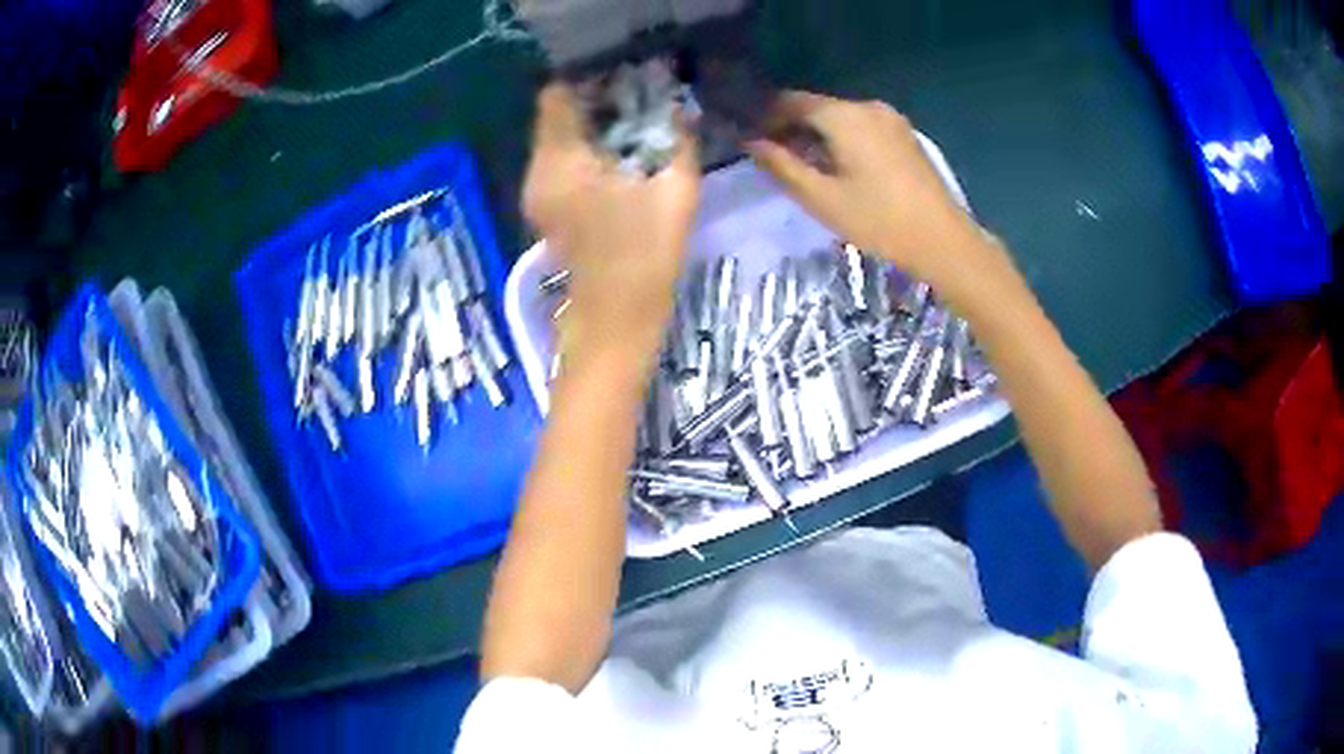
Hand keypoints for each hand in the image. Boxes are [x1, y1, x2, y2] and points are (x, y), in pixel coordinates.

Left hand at [523, 85, 699, 368]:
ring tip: (639, 125)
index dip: (591, 79)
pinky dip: (589, 150)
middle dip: (597, 100)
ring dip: (594, 125)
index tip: (629, 79)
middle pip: (557, 114)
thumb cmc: (645, 260)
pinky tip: (623, 157)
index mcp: (560, 161)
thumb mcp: (675, 193)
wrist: (615, 325)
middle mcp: (538, 170)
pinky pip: (563, 161)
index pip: (557, 95)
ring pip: (560, 138)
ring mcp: (537, 192)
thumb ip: (679, 140)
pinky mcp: (546, 208)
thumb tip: (681, 106)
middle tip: (643, 100)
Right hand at [748, 91, 996, 297]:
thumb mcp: (821, 198)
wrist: (944, 241)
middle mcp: (867, 106)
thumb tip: (751, 142)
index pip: (790, 101)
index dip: (766, 118)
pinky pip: (862, 127)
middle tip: (776, 159)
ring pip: (840, 118)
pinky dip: (843, 140)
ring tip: (807, 168)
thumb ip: (781, 165)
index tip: (752, 141)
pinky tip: (840, 168)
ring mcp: (891, 119)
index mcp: (844, 116)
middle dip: (792, 127)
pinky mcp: (905, 135)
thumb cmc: (879, 221)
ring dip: (818, 135)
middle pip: (817, 107)